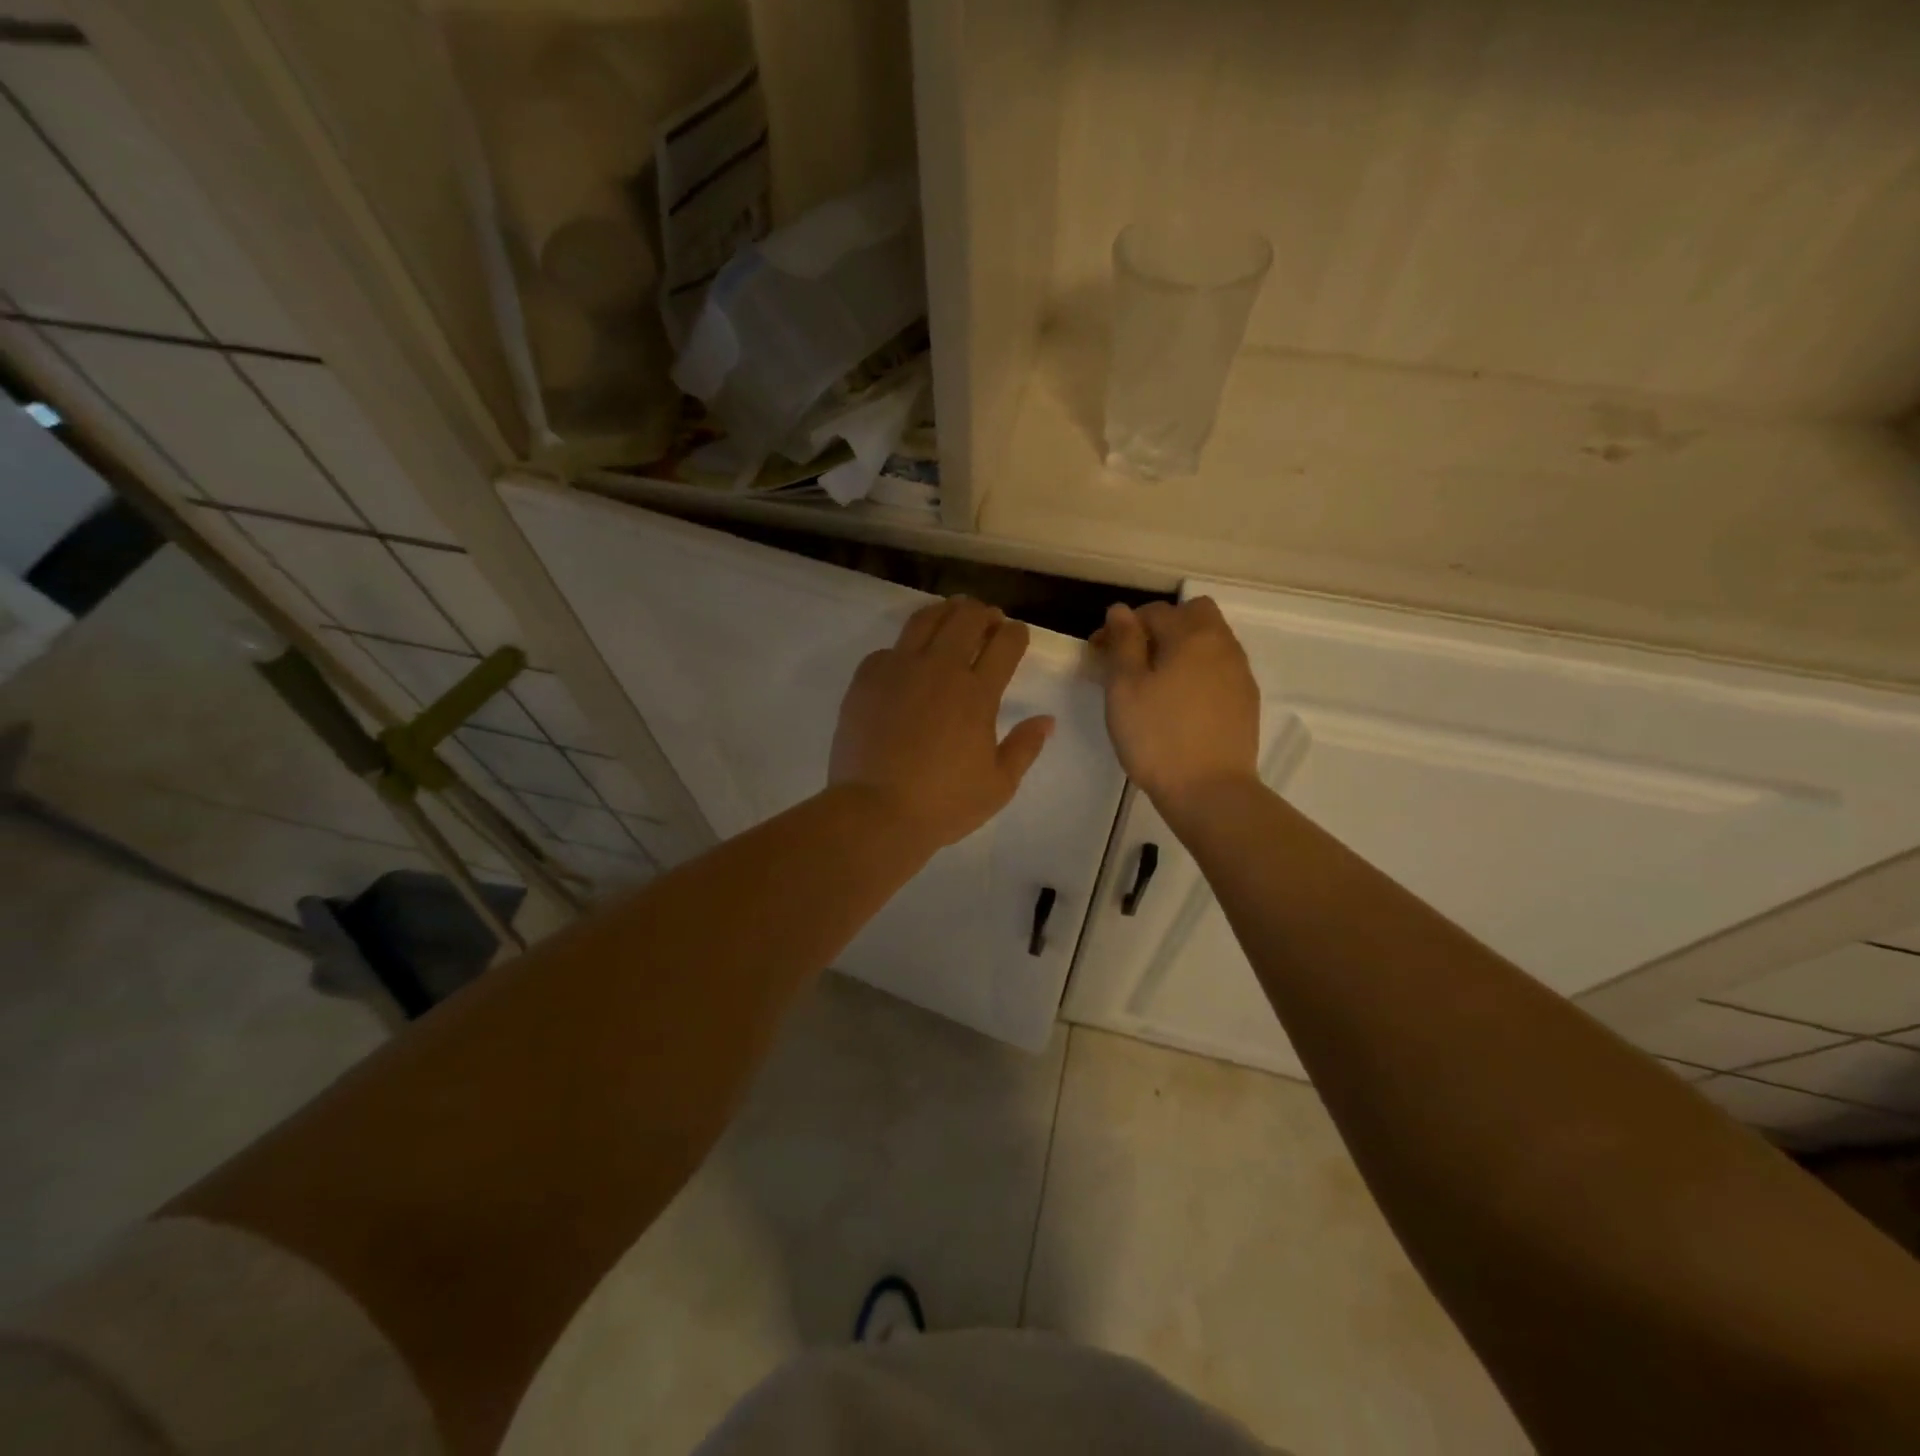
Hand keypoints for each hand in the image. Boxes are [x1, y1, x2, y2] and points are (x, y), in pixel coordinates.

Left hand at [830, 597, 1054, 851]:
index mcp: (977, 693)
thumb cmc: (943, 804)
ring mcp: (899, 669)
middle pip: (966, 618)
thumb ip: (1025, 747)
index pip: (1005, 644)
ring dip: (945, 612)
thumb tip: (1047, 720)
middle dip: (983, 613)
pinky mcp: (866, 679)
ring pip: (925, 620)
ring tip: (951, 616)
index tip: (1018, 634)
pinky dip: (904, 648)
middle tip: (988, 619)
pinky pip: (889, 649)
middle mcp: (940, 669)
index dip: (1016, 633)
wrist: (875, 811)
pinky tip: (907, 661)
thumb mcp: (998, 785)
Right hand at [1090, 599, 1260, 813]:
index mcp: (1191, 635)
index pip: (1153, 611)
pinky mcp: (1246, 701)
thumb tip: (1121, 610)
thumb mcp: (1124, 688)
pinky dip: (1198, 672)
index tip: (1099, 653)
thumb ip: (1123, 643)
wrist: (1210, 791)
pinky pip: (1220, 669)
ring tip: (1155, 683)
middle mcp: (1222, 645)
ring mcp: (1239, 673)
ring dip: (1182, 648)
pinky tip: (1180, 703)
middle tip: (1135, 658)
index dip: (1121, 627)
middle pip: (1194, 614)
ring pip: (1210, 641)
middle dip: (1162, 626)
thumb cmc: (1157, 737)